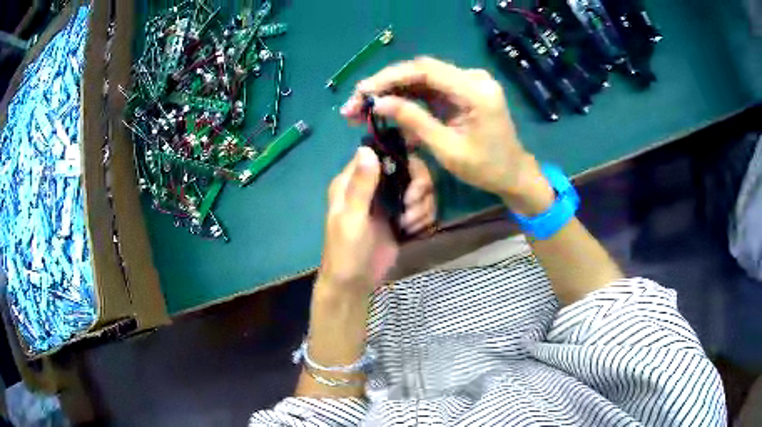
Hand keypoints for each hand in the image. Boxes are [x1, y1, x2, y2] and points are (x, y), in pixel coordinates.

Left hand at [319, 147, 435, 293]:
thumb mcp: (351, 219)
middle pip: (409, 168)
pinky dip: (424, 217)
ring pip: (420, 188)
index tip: (412, 180)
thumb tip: (366, 148)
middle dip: (418, 187)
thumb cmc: (345, 251)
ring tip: (408, 225)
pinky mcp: (402, 216)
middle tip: (411, 206)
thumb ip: (360, 186)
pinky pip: (422, 206)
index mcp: (353, 181)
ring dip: (422, 206)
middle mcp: (373, 185)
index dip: (401, 160)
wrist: (354, 283)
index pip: (381, 153)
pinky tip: (413, 231)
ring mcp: (389, 201)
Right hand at [342, 57, 554, 215]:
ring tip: (363, 108)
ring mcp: (468, 82)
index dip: (389, 77)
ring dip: (392, 91)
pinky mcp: (462, 91)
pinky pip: (429, 89)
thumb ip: (414, 121)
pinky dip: (407, 99)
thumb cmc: (486, 168)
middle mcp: (473, 78)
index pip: (425, 70)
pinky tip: (386, 110)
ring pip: (421, 79)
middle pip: (420, 71)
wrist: (513, 173)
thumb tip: (379, 103)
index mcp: (475, 90)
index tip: (362, 92)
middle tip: (355, 104)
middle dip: (385, 85)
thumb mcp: (448, 149)